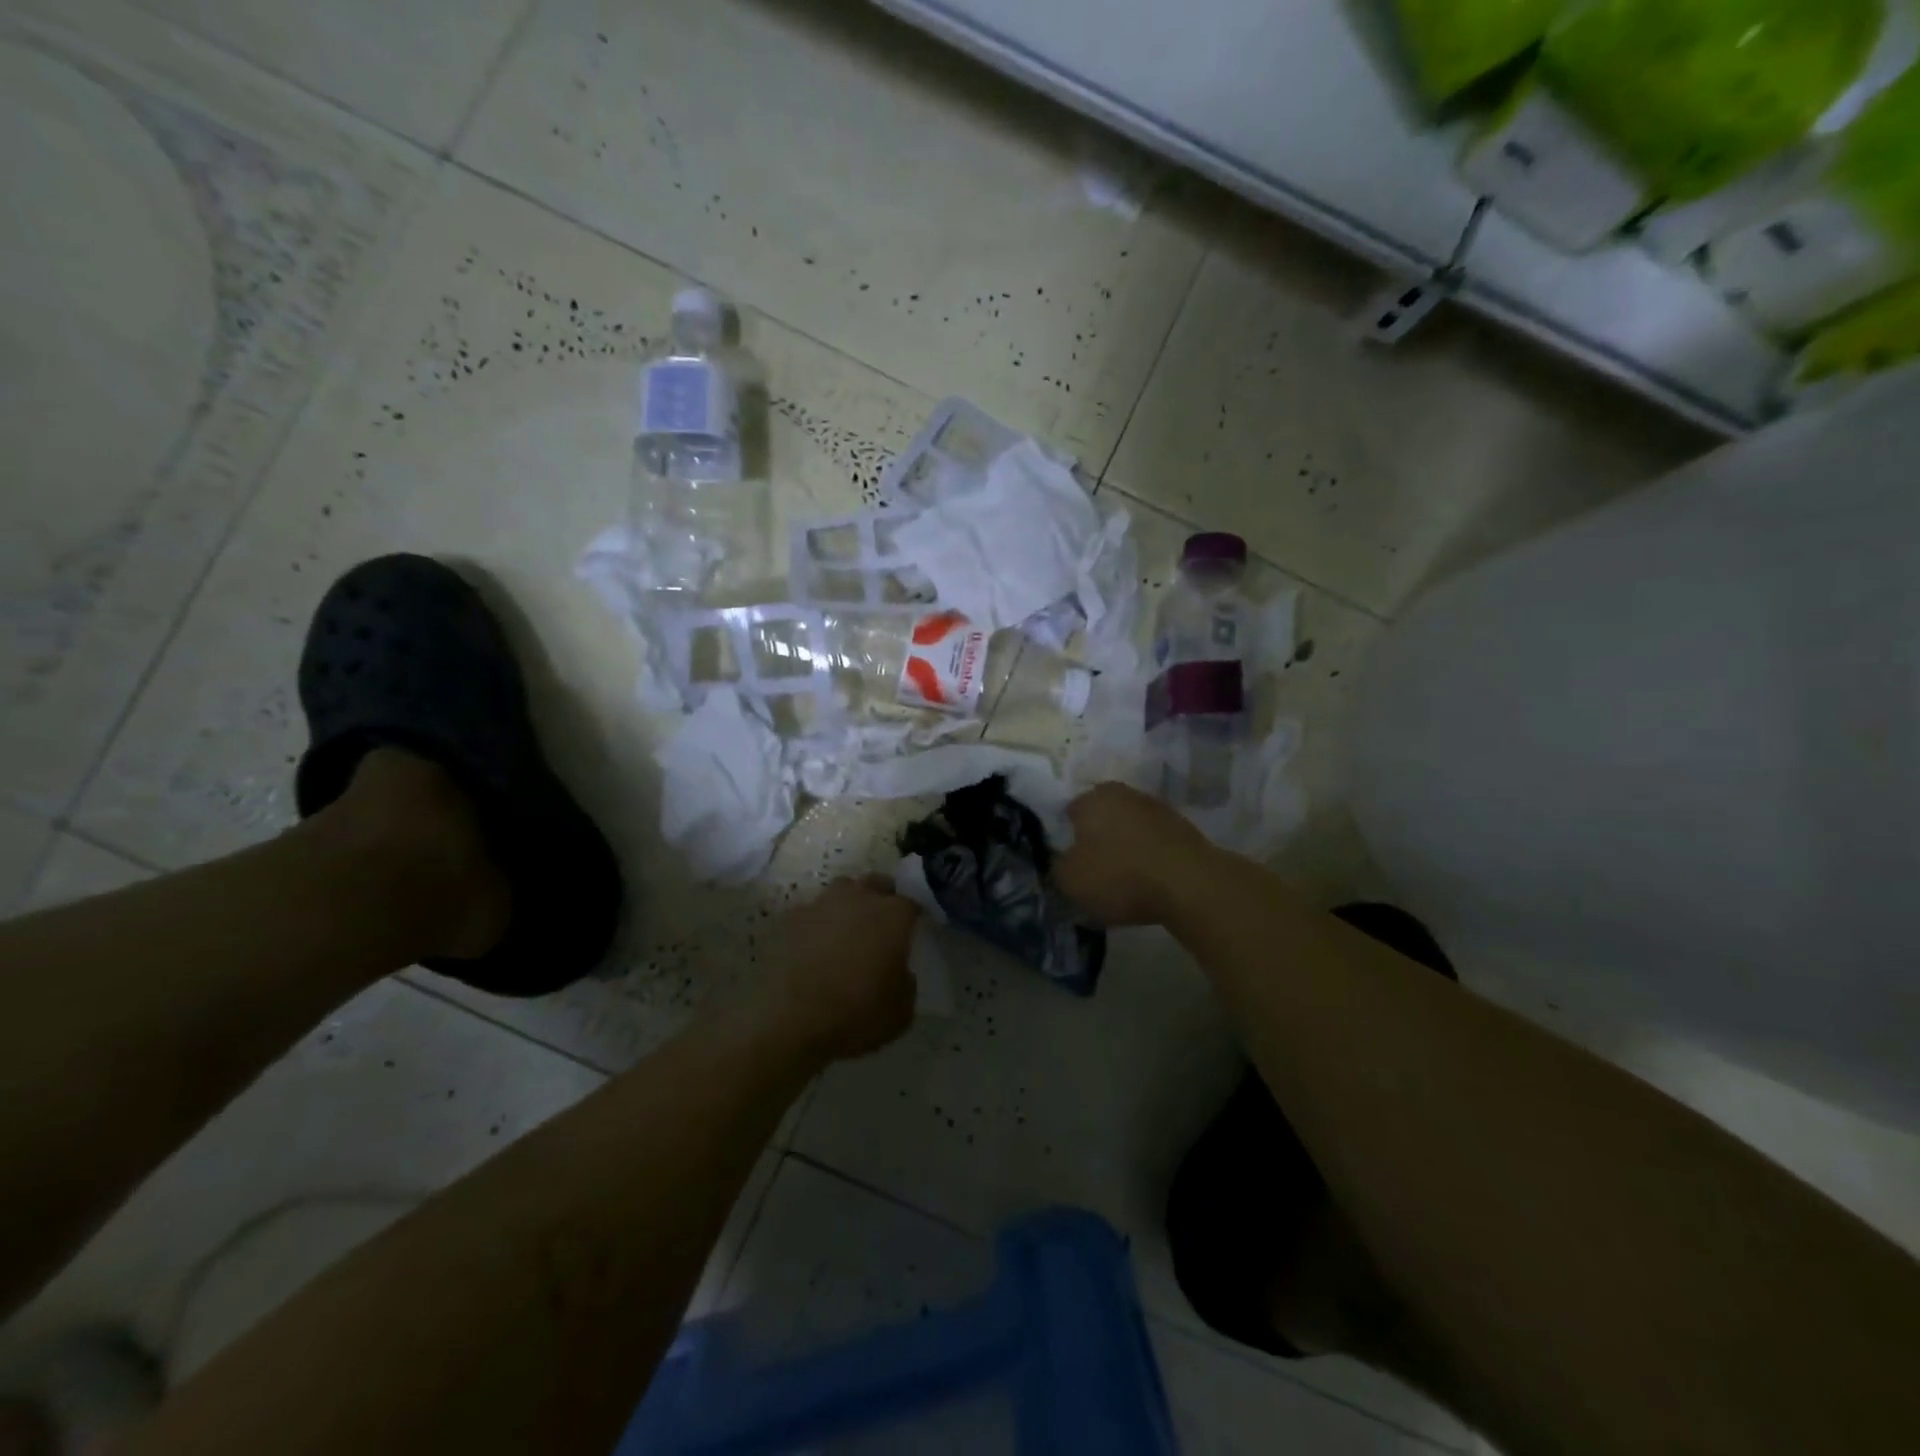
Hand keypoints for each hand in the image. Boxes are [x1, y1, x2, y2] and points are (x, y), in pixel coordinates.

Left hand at [748, 877, 919, 1063]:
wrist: (795, 1020)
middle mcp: (860, 898)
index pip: (911, 903)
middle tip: (882, 924)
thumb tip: (898, 970)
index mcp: (893, 915)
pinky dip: (819, 922)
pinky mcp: (793, 919)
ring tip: (848, 929)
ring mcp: (823, 904)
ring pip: (843, 890)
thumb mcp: (902, 1009)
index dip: (913, 917)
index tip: (914, 930)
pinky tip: (816, 944)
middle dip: (882, 898)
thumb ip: (906, 980)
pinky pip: (814, 912)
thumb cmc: (858, 1013)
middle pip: (877, 884)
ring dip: (849, 903)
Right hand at [1051, 782, 1213, 926]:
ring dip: (1124, 846)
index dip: (1065, 837)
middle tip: (1093, 870)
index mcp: (1091, 798)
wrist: (1191, 885)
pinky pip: (1153, 841)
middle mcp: (1123, 793)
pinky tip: (1147, 880)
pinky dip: (1148, 856)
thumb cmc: (1120, 877)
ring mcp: (1157, 807)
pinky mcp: (1183, 827)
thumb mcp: (1070, 881)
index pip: (1069, 812)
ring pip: (1129, 827)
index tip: (1068, 862)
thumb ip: (1056, 867)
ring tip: (1122, 880)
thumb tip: (1060, 861)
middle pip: (1101, 816)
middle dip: (1096, 838)